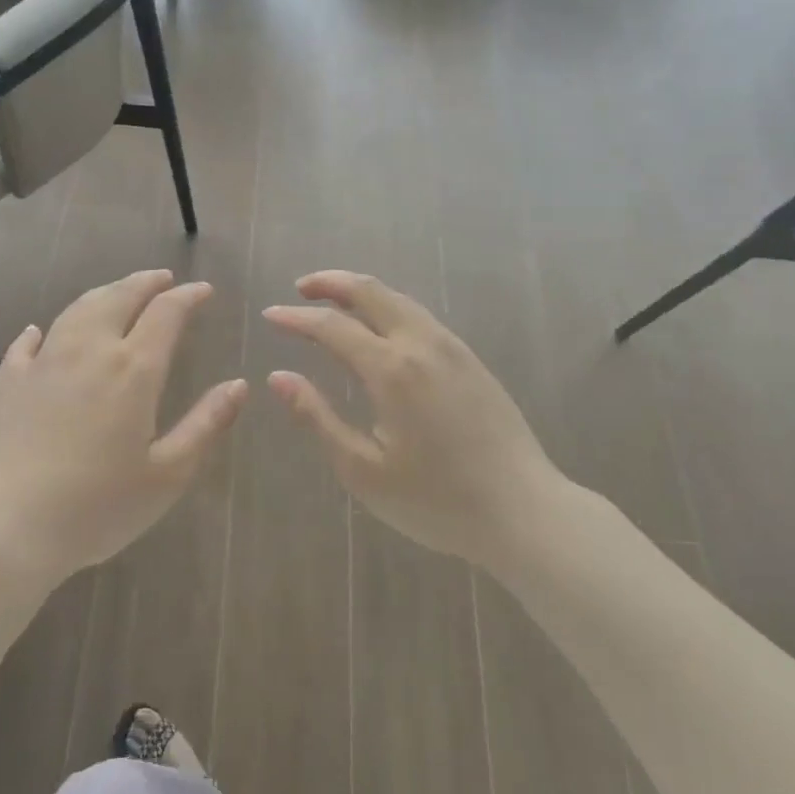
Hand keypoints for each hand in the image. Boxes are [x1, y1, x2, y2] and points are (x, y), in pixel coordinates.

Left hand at [0, 269, 246, 593]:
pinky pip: (28, 343)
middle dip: (145, 282)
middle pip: (118, 297)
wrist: (5, 528)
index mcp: (133, 370)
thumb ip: (206, 425)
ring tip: (118, 292)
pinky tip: (43, 331)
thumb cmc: (96, 507)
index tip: (203, 290)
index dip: (187, 296)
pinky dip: (44, 330)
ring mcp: (44, 363)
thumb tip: (239, 385)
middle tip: (163, 278)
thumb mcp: (167, 474)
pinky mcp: (9, 382)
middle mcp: (89, 351)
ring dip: (104, 293)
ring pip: (77, 310)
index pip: (166, 314)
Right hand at [263, 271, 564, 568]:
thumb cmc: (436, 501)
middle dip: (331, 282)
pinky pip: (420, 316)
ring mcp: (452, 348)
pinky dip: (388, 307)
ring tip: (333, 302)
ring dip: (361, 292)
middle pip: (371, 292)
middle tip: (300, 289)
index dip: (296, 318)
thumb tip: (279, 378)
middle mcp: (422, 344)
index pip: (332, 326)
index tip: (269, 314)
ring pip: (399, 299)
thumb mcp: (364, 470)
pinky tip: (380, 328)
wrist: (524, 511)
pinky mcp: (470, 359)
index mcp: (392, 370)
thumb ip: (318, 418)